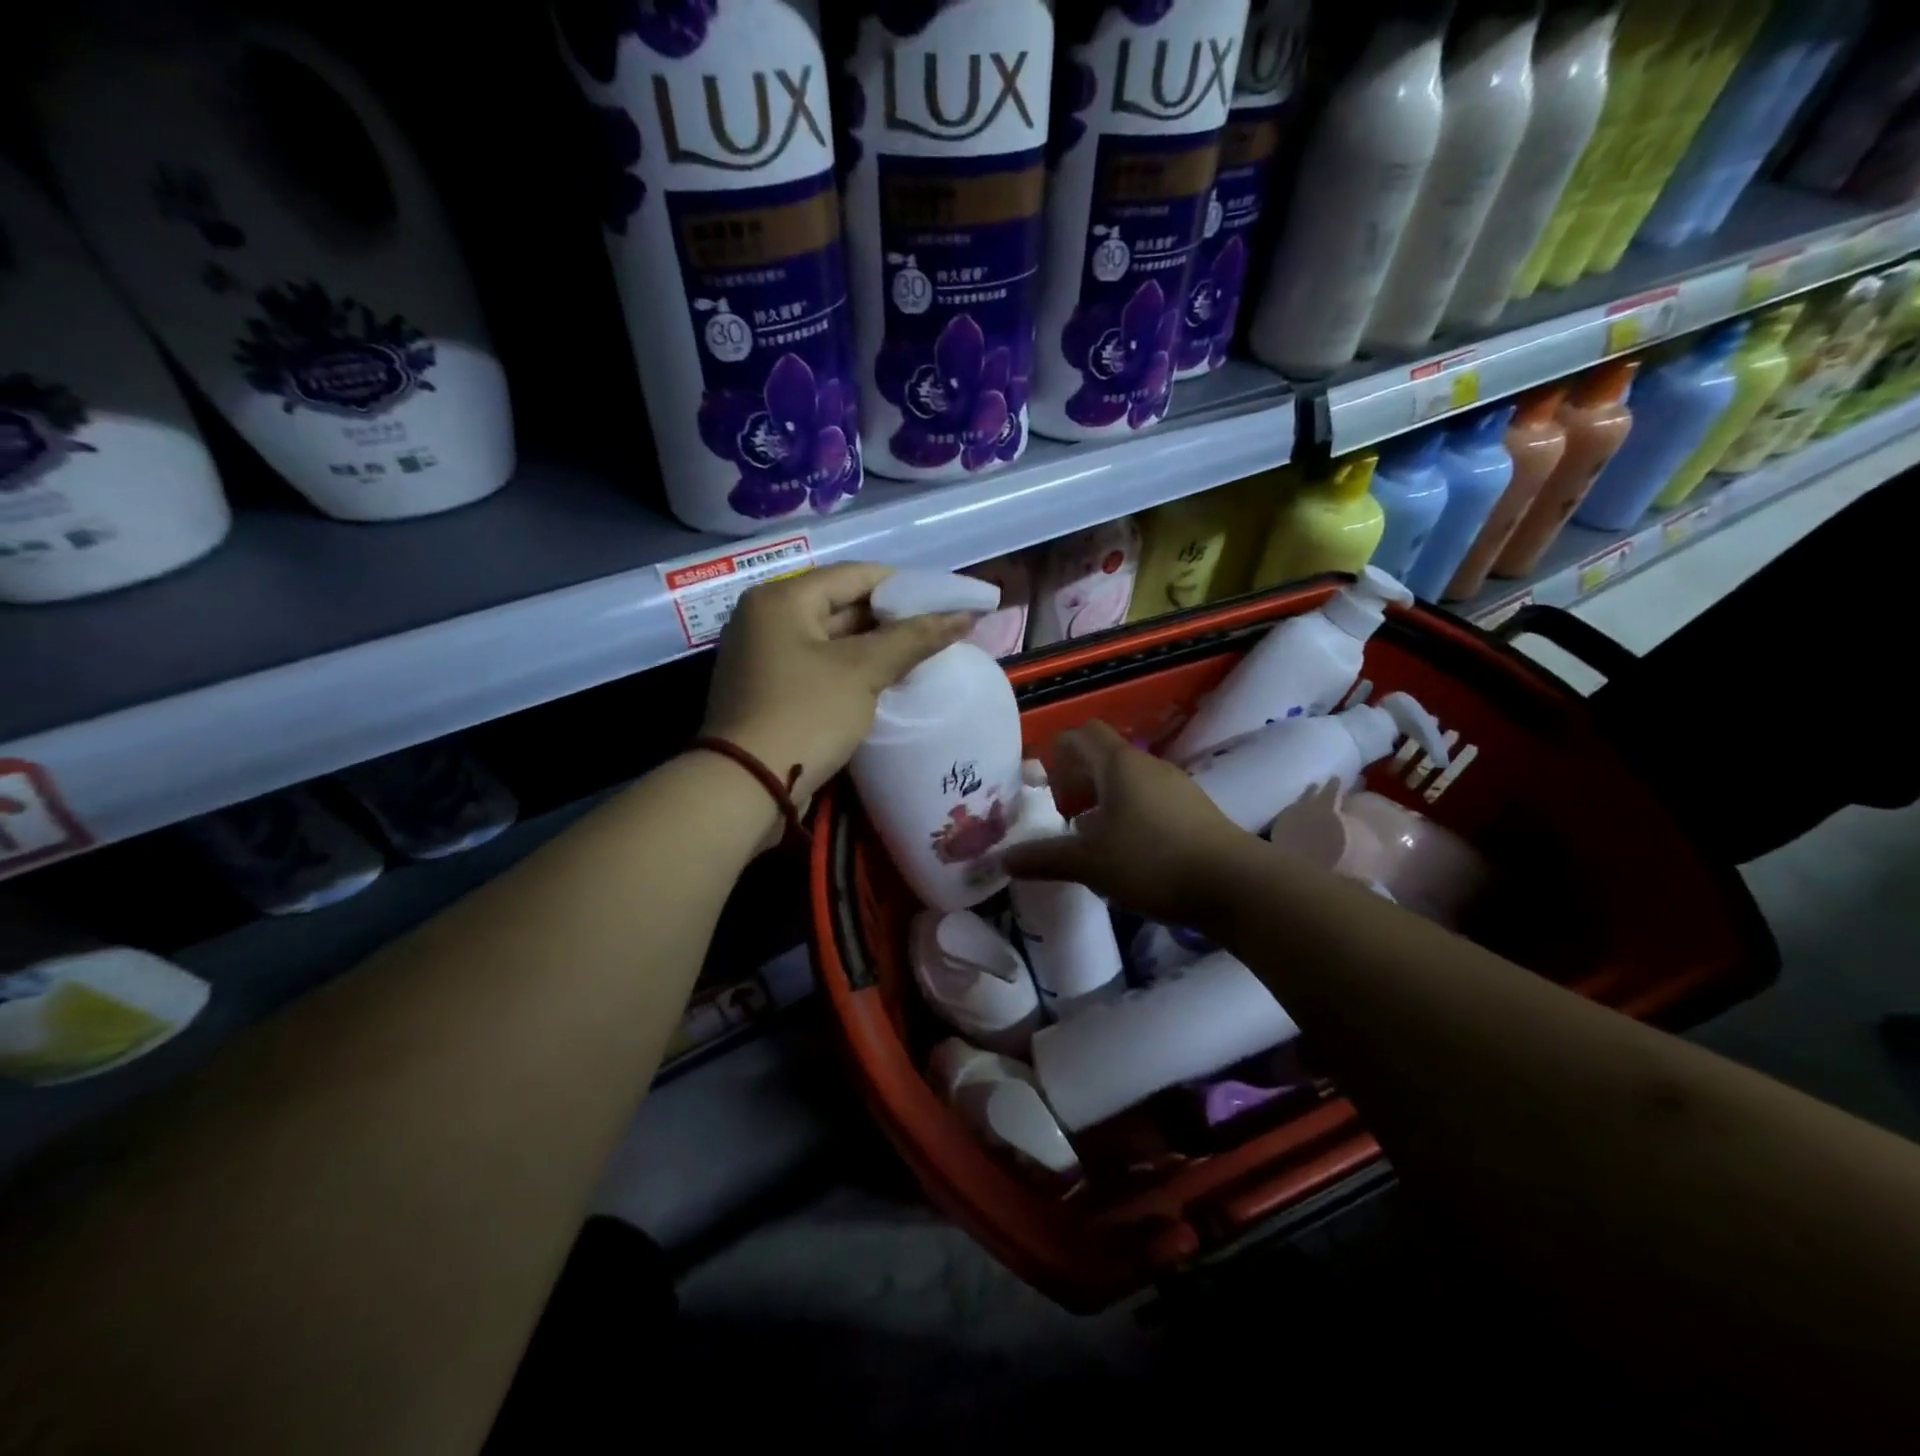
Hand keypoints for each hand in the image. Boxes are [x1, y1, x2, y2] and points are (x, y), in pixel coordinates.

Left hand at [701, 563, 974, 809]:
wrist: (747, 787)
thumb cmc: (805, 714)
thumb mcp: (862, 671)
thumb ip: (914, 639)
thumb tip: (965, 615)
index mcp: (782, 599)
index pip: (855, 575)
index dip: (904, 586)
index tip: (944, 602)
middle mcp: (766, 618)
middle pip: (841, 605)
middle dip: (891, 620)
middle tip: (938, 633)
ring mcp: (764, 656)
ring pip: (832, 640)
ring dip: (874, 648)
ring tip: (921, 657)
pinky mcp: (768, 690)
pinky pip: (819, 667)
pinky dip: (852, 671)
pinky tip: (886, 683)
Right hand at [1002, 721, 1258, 927]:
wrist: (1233, 886)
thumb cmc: (1152, 862)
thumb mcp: (1090, 863)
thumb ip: (1044, 858)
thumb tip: (1004, 859)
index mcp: (1119, 765)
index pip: (1082, 734)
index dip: (1058, 751)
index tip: (1044, 784)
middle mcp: (1148, 765)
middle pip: (1104, 756)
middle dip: (1077, 779)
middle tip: (1063, 814)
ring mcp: (1176, 785)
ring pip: (1128, 779)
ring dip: (1103, 799)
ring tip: (1091, 835)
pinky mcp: (1194, 809)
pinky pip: (1150, 798)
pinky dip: (1129, 812)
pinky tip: (1127, 850)